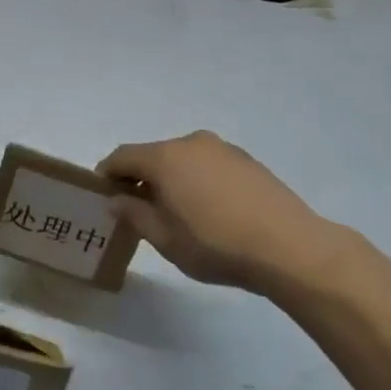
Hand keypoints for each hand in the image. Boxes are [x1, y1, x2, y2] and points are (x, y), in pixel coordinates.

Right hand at [98, 131, 340, 296]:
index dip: (107, 174)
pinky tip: (209, 210)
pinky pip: (208, 165)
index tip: (102, 196)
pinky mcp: (247, 160)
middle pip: (153, 155)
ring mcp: (223, 149)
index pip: (122, 156)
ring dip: (171, 179)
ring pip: (183, 159)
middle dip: (140, 178)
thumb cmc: (216, 244)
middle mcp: (191, 143)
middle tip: (137, 209)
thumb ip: (135, 214)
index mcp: (165, 157)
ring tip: (176, 213)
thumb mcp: (165, 238)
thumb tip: (116, 200)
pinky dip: (197, 180)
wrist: (288, 246)